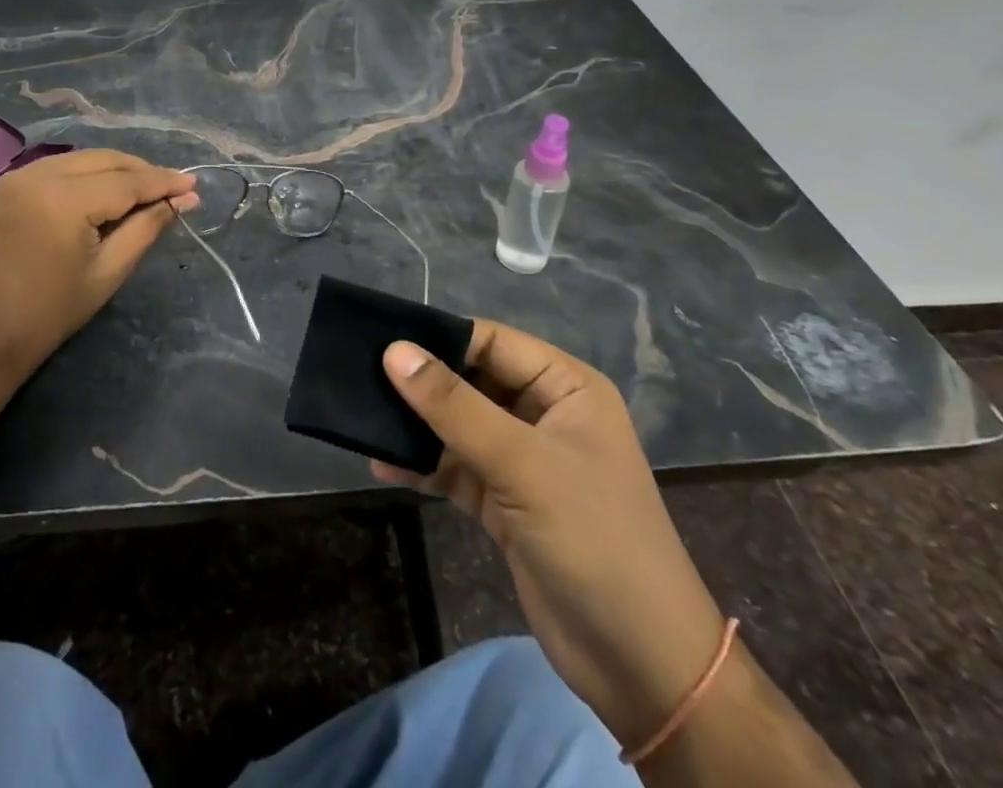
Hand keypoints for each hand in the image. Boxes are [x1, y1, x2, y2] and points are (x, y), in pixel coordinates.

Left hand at [0, 149, 197, 387]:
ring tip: (143, 190)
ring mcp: (13, 178)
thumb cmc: (46, 317)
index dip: (164, 182)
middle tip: (174, 187)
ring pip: (79, 160)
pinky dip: (83, 175)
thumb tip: (184, 201)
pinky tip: (101, 192)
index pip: (127, 181)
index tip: (194, 185)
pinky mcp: (0, 188)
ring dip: (113, 170)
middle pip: (103, 160)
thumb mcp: (107, 272)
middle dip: (141, 171)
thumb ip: (147, 228)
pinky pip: (54, 169)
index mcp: (63, 199)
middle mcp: (36, 175)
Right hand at [372, 322, 726, 748]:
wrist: (640, 665)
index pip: (492, 341)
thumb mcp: (522, 464)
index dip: (440, 337)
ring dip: (418, 426)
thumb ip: (454, 406)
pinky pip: (457, 469)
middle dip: (422, 383)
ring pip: (460, 426)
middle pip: (472, 381)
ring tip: (366, 419)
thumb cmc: (593, 538)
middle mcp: (544, 414)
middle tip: (361, 376)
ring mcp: (525, 461)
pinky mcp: (506, 503)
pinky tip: (384, 464)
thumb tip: (394, 351)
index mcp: (565, 387)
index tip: (381, 338)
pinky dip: (425, 466)